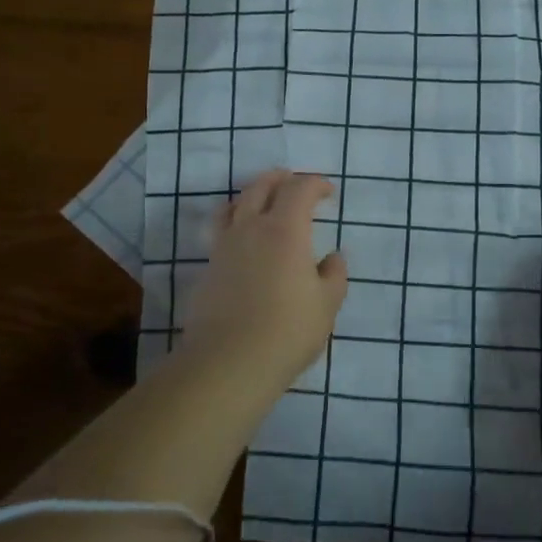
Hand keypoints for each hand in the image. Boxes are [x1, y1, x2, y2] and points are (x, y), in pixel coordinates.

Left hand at [179, 169, 348, 394]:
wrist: (229, 362)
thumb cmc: (288, 330)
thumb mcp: (326, 304)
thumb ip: (334, 275)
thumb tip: (332, 257)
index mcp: (285, 230)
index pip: (299, 190)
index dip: (315, 184)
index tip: (327, 192)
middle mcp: (251, 229)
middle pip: (261, 187)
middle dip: (280, 179)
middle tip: (292, 182)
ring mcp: (224, 248)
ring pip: (234, 205)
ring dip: (251, 195)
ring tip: (262, 201)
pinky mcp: (208, 269)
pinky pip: (221, 232)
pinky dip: (235, 223)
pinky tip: (244, 242)